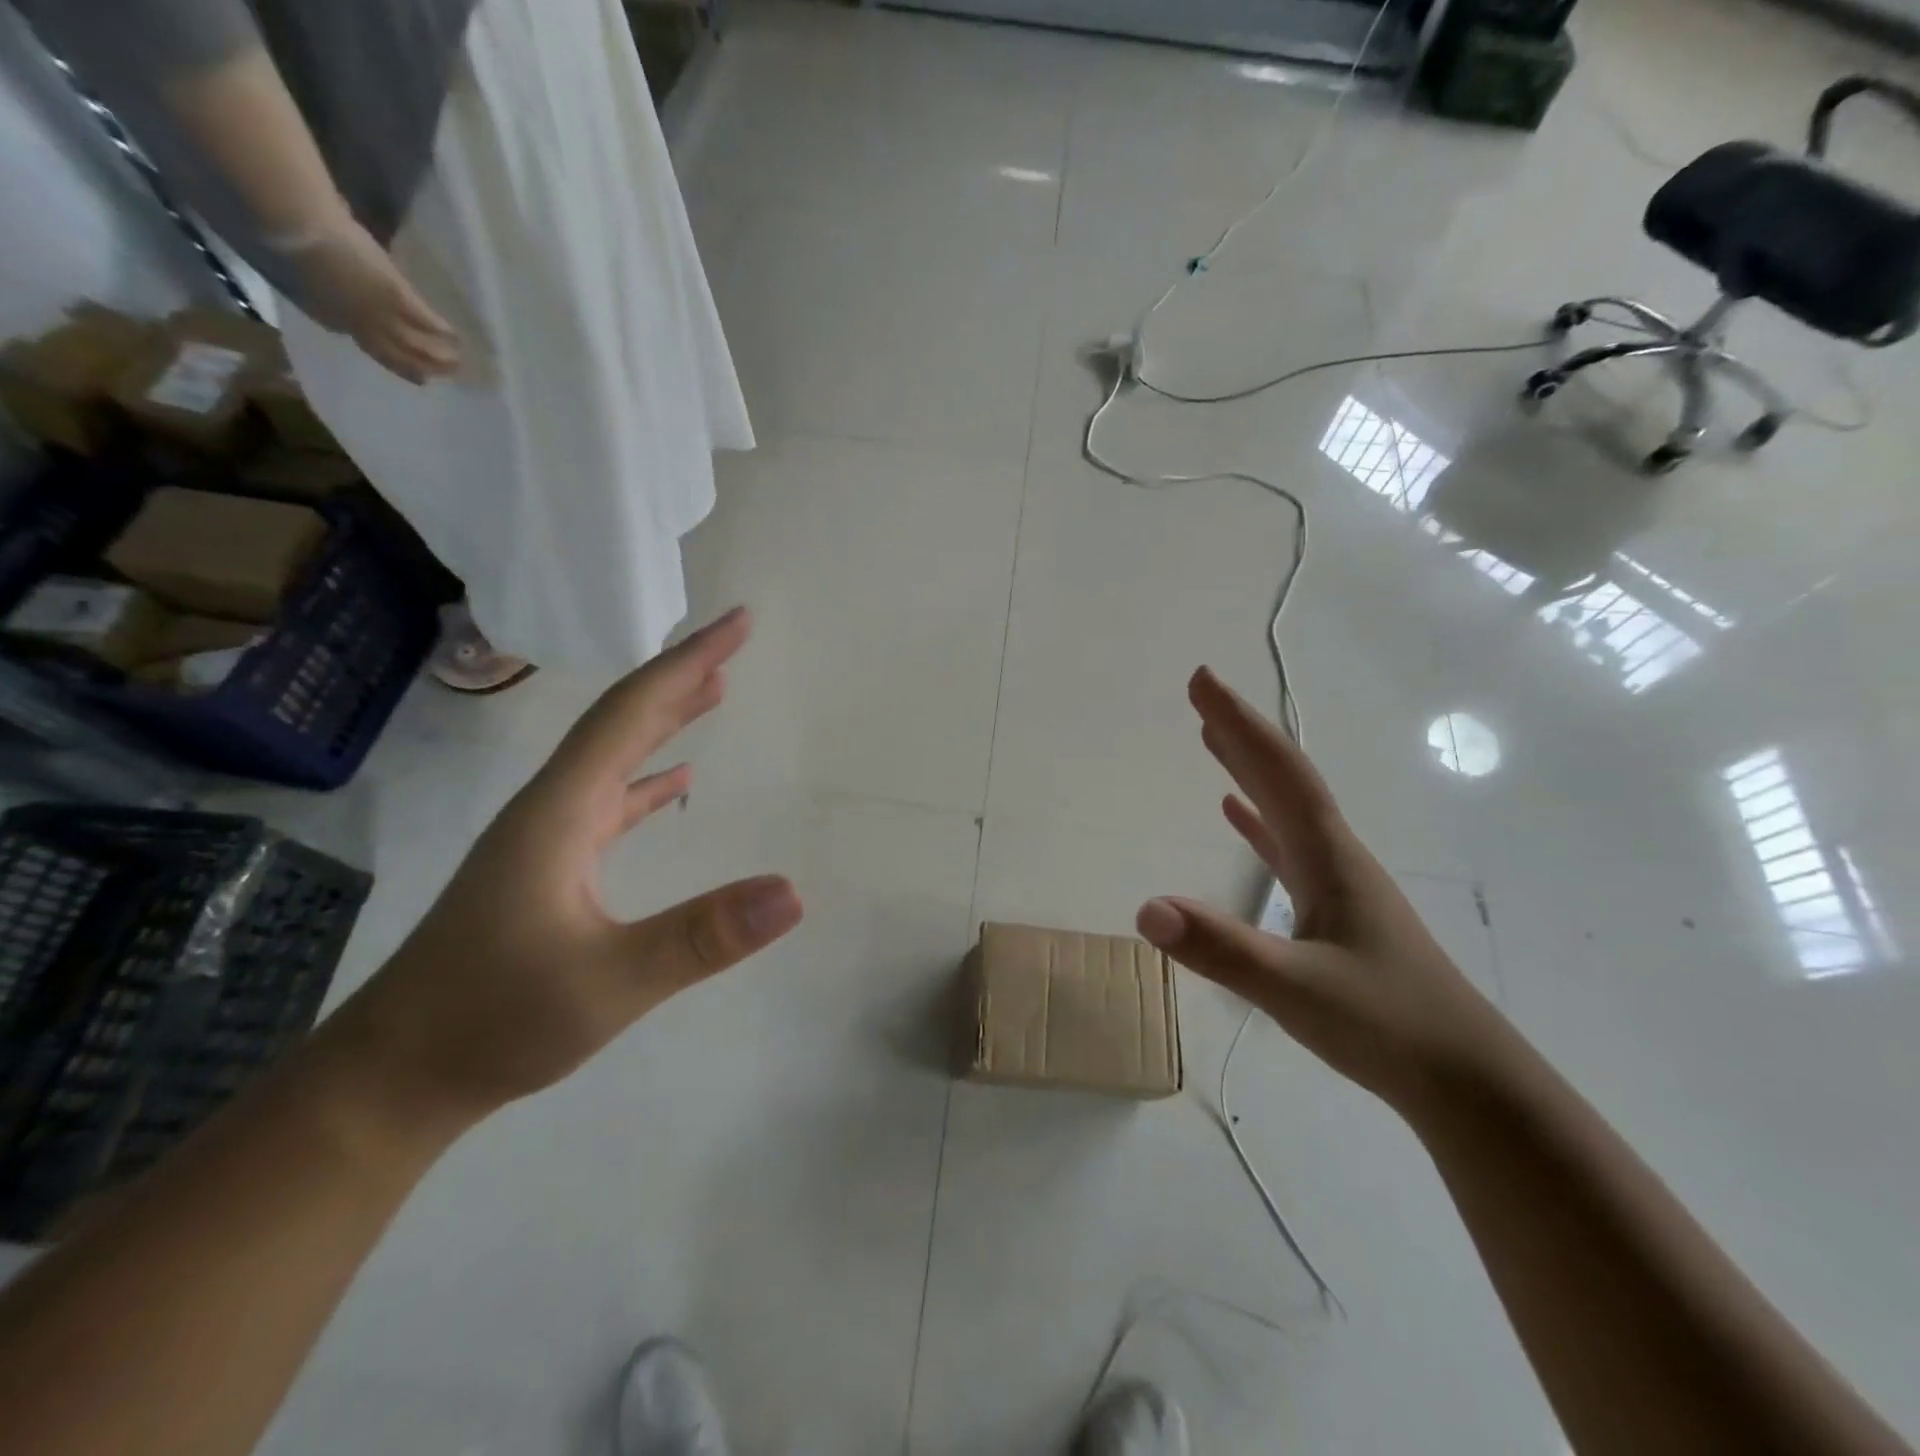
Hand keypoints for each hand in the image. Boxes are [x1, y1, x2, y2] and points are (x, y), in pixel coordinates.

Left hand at [293, 216, 460, 384]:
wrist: (294, 226)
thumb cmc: (288, 241)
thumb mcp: (295, 276)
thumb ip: (316, 293)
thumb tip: (330, 297)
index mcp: (332, 318)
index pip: (366, 343)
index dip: (390, 358)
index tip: (408, 370)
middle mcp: (360, 325)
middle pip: (396, 355)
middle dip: (420, 367)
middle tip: (443, 377)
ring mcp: (380, 313)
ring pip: (414, 344)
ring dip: (438, 356)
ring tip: (458, 364)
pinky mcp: (396, 296)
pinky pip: (424, 320)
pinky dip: (441, 330)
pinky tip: (456, 337)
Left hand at [323, 607, 803, 1129]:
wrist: (396, 1076)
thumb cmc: (494, 1020)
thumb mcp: (608, 983)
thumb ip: (701, 937)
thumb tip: (794, 892)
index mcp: (560, 811)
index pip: (631, 714)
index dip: (686, 662)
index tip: (736, 623)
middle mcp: (551, 808)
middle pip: (621, 720)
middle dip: (680, 675)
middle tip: (734, 640)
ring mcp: (547, 838)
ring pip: (614, 756)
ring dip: (664, 717)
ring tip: (714, 689)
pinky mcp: (549, 868)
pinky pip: (610, 801)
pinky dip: (648, 777)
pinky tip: (676, 780)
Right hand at [1136, 668, 1510, 1114]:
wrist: (1467, 1081)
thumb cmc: (1386, 1026)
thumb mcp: (1295, 990)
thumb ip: (1220, 948)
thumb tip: (1145, 909)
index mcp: (1328, 856)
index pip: (1279, 772)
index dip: (1239, 724)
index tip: (1201, 681)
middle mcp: (1334, 854)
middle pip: (1283, 777)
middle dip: (1240, 732)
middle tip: (1200, 693)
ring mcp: (1337, 882)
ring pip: (1285, 807)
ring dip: (1248, 769)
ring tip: (1213, 738)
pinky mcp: (1335, 910)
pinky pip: (1287, 846)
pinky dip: (1258, 821)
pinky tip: (1237, 814)